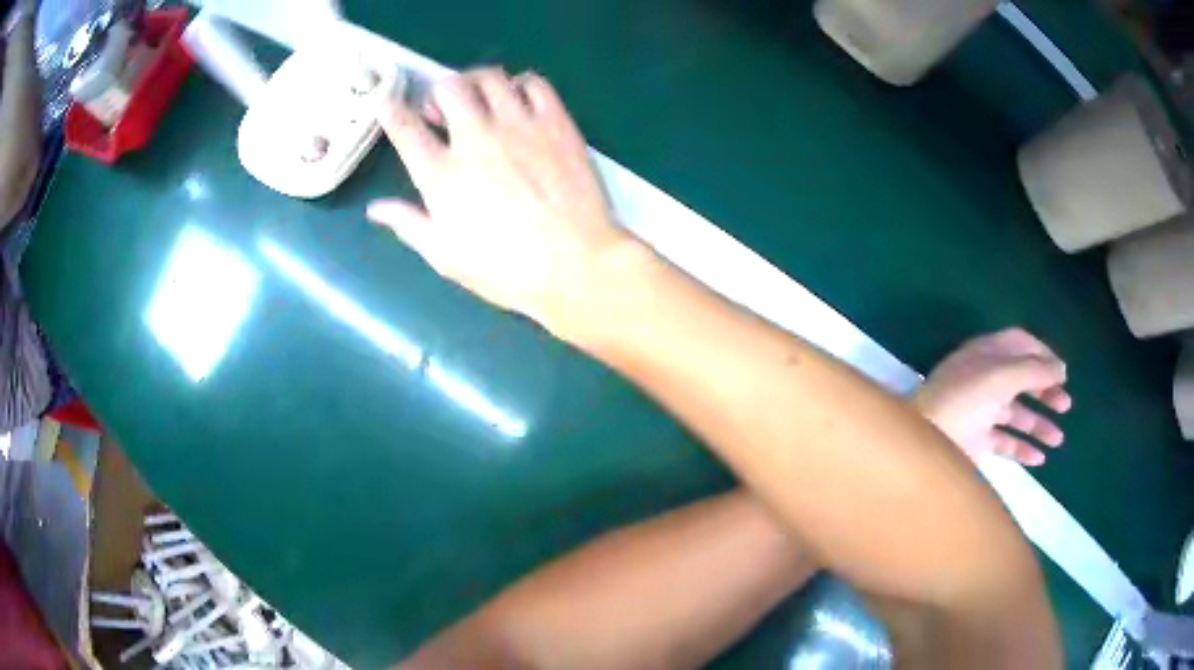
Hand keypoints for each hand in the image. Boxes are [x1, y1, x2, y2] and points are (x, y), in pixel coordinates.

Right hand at [368, 68, 629, 333]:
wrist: (575, 265)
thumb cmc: (506, 269)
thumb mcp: (446, 256)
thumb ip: (409, 224)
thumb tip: (375, 209)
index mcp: (441, 174)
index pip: (405, 128)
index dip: (390, 110)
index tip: (388, 103)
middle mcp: (475, 138)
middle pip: (448, 87)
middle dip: (440, 92)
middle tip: (445, 111)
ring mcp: (518, 125)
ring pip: (489, 77)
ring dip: (477, 83)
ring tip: (480, 101)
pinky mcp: (555, 122)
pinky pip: (535, 83)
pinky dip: (522, 84)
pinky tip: (520, 102)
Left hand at [914, 328, 1071, 465]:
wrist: (925, 442)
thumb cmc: (964, 400)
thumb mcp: (1001, 376)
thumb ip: (1033, 370)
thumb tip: (1061, 368)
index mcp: (985, 354)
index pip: (1019, 343)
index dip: (1042, 353)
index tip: (1062, 371)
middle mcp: (984, 379)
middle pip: (1021, 380)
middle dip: (1045, 391)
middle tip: (1066, 405)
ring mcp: (979, 412)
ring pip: (1016, 414)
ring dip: (1039, 425)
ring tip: (1058, 439)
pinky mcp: (975, 442)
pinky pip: (1004, 443)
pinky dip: (1023, 449)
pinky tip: (1040, 459)